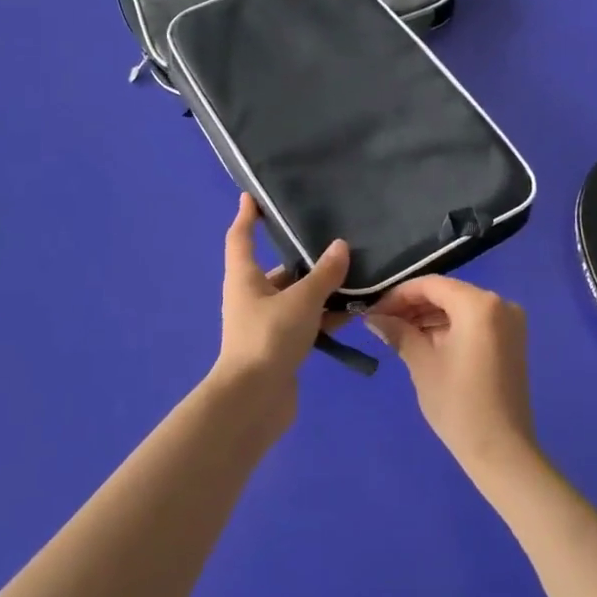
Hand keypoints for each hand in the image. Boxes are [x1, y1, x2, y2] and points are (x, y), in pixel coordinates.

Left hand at [214, 195, 349, 405]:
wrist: (255, 400)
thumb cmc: (269, 337)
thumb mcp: (301, 300)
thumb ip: (324, 274)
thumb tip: (340, 246)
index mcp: (244, 278)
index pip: (241, 237)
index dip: (247, 215)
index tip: (254, 195)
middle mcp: (252, 296)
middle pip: (278, 269)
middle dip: (303, 256)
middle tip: (334, 237)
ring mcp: (266, 323)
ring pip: (297, 297)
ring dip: (321, 289)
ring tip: (355, 273)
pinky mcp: (281, 346)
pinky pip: (306, 321)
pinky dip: (325, 316)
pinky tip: (353, 311)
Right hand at [365, 276, 535, 475]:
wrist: (501, 451)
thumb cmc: (458, 404)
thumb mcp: (422, 363)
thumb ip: (398, 332)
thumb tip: (373, 317)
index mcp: (479, 304)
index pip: (431, 285)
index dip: (398, 295)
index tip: (373, 310)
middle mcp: (499, 303)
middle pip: (447, 293)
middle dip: (413, 306)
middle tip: (381, 322)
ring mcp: (509, 322)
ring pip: (460, 308)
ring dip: (429, 317)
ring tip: (397, 333)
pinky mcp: (511, 340)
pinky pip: (474, 322)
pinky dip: (449, 327)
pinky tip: (423, 341)